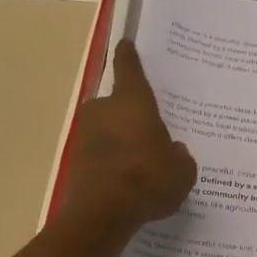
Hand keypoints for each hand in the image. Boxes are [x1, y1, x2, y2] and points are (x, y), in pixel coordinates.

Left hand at [62, 42, 197, 229]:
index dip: (129, 56)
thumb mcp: (181, 172)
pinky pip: (100, 155)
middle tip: (149, 133)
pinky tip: (126, 183)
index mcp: (133, 101)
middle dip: (130, 116)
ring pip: (107, 131)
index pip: (130, 68)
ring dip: (120, 141)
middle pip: (118, 104)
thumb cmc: (148, 180)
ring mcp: (85, 135)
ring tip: (140, 164)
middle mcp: (104, 109)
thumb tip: (175, 151)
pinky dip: (110, 163)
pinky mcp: (75, 160)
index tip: (126, 43)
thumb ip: (180, 157)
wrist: (102, 213)